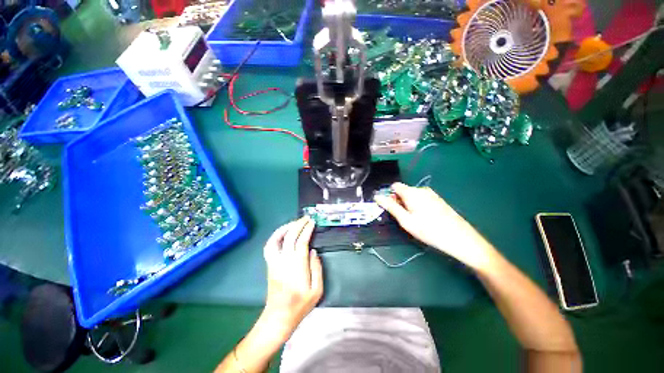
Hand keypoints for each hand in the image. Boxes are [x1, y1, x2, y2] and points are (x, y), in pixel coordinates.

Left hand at [261, 216, 322, 342]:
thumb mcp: (317, 290)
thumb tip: (314, 251)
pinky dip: (275, 236)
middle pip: (290, 236)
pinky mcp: (269, 264)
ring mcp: (274, 262)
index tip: (312, 222)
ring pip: (277, 239)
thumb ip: (317, 269)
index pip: (301, 241)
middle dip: (298, 224)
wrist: (279, 317)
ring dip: (286, 227)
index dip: (307, 230)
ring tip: (295, 222)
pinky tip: (283, 232)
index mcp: (297, 266)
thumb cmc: (300, 305)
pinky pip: (270, 246)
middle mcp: (284, 261)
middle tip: (306, 218)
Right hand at [375, 183, 495, 270]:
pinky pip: (421, 199)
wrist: (460, 238)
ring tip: (414, 220)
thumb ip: (390, 206)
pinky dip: (417, 206)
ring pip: (412, 195)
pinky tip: (424, 219)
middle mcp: (421, 189)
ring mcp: (431, 194)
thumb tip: (377, 197)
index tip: (390, 208)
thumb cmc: (429, 230)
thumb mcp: (406, 220)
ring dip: (408, 204)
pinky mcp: (438, 200)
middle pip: (403, 191)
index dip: (389, 195)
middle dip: (399, 201)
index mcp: (412, 192)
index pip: (394, 186)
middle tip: (403, 218)